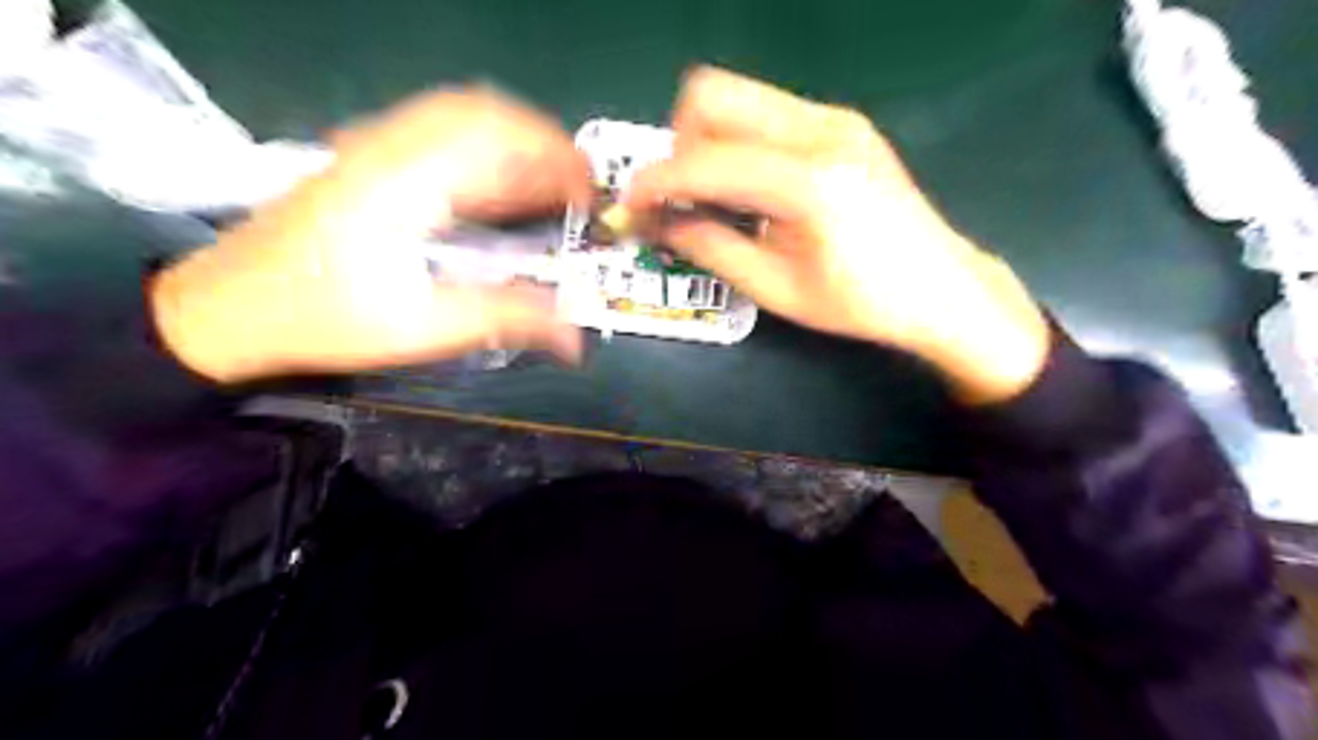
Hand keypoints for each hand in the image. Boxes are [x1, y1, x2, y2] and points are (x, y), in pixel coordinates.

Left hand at [151, 88, 589, 380]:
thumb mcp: (423, 328)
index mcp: (405, 178)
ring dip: (514, 147)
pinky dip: (484, 156)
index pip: (496, 132)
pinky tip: (501, 193)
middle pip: (482, 113)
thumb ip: (506, 321)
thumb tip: (574, 340)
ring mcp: (375, 148)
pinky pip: (439, 138)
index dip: (554, 156)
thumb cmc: (322, 318)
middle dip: (541, 145)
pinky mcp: (368, 162)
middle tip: (578, 190)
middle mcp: (391, 146)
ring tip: (551, 189)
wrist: (225, 310)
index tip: (589, 196)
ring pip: (461, 119)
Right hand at [628, 66, 1052, 402]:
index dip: (655, 181)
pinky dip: (737, 142)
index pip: (704, 159)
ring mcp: (834, 118)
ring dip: (705, 140)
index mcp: (809, 181)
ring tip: (711, 195)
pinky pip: (764, 113)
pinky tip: (748, 187)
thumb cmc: (860, 303)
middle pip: (712, 95)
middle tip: (679, 197)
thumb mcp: (775, 288)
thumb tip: (654, 222)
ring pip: (737, 97)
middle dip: (678, 145)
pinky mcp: (840, 122)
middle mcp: (821, 128)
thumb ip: (708, 247)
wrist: (940, 287)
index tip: (629, 206)